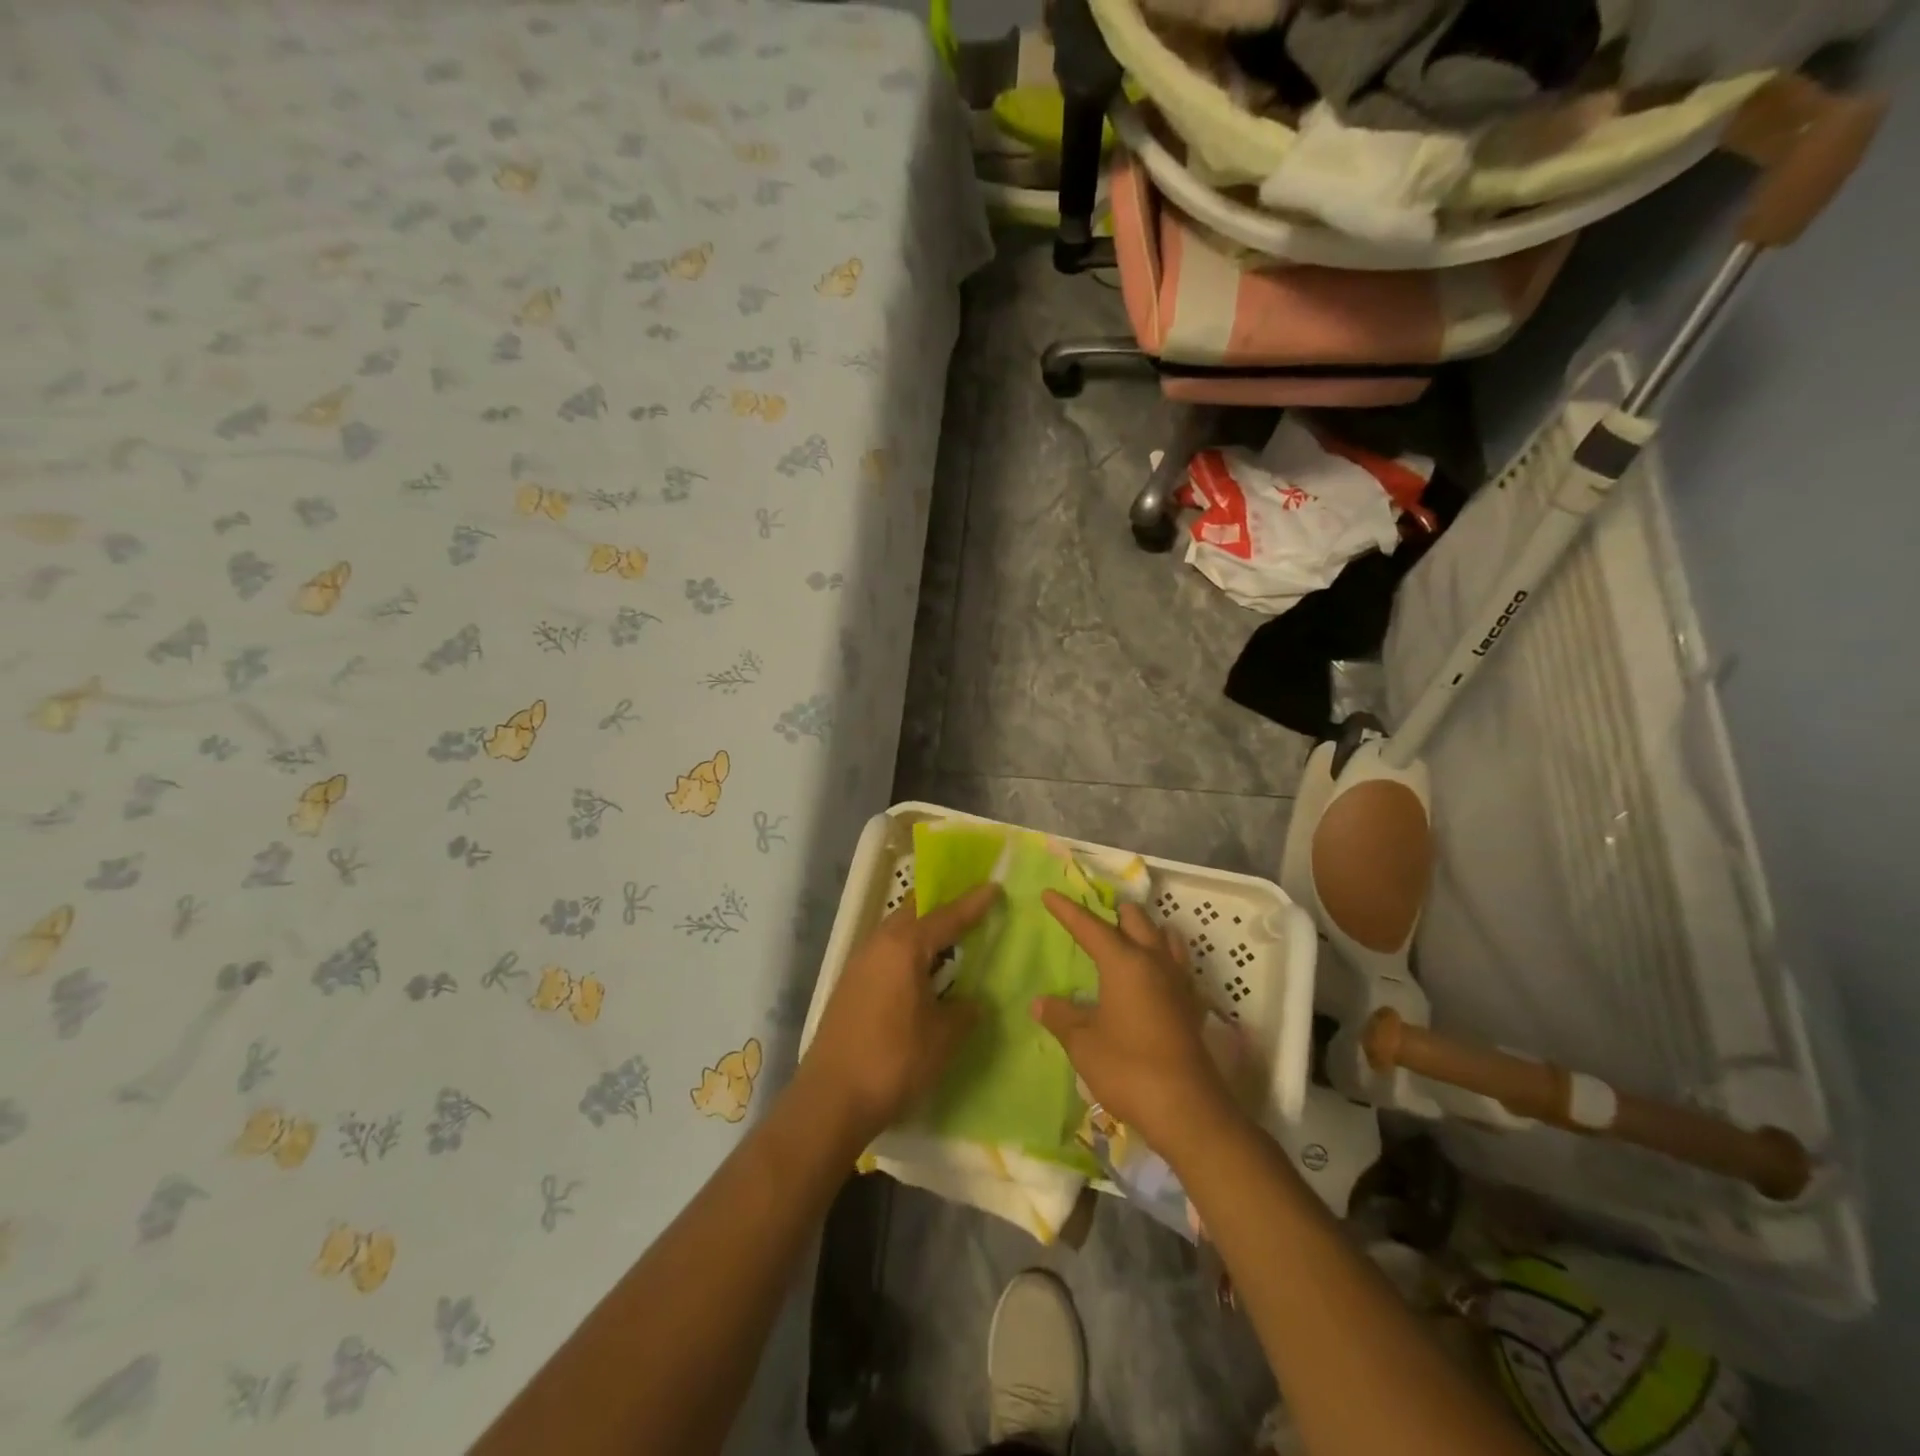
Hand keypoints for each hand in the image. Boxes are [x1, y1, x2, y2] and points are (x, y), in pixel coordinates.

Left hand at [799, 884, 1000, 1143]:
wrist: (831, 1099)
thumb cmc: (894, 1061)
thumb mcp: (943, 1037)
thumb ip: (965, 1011)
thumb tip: (974, 1001)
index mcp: (904, 947)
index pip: (947, 916)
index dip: (973, 904)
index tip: (994, 887)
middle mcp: (879, 944)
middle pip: (915, 913)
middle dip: (943, 910)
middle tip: (971, 913)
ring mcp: (859, 963)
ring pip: (897, 933)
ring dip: (922, 933)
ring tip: (949, 945)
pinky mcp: (849, 985)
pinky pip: (885, 954)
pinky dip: (907, 954)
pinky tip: (920, 976)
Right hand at [1033, 891, 1236, 1154]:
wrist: (1186, 1109)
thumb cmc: (1127, 1068)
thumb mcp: (1083, 1043)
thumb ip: (1061, 1017)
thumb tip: (1040, 1002)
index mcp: (1124, 962)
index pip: (1090, 926)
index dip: (1067, 910)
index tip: (1049, 894)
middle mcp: (1154, 961)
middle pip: (1136, 919)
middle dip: (1113, 912)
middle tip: (1093, 918)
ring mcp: (1179, 982)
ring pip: (1164, 937)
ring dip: (1145, 930)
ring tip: (1127, 938)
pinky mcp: (1193, 1006)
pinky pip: (1179, 967)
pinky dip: (1165, 960)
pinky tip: (1155, 976)